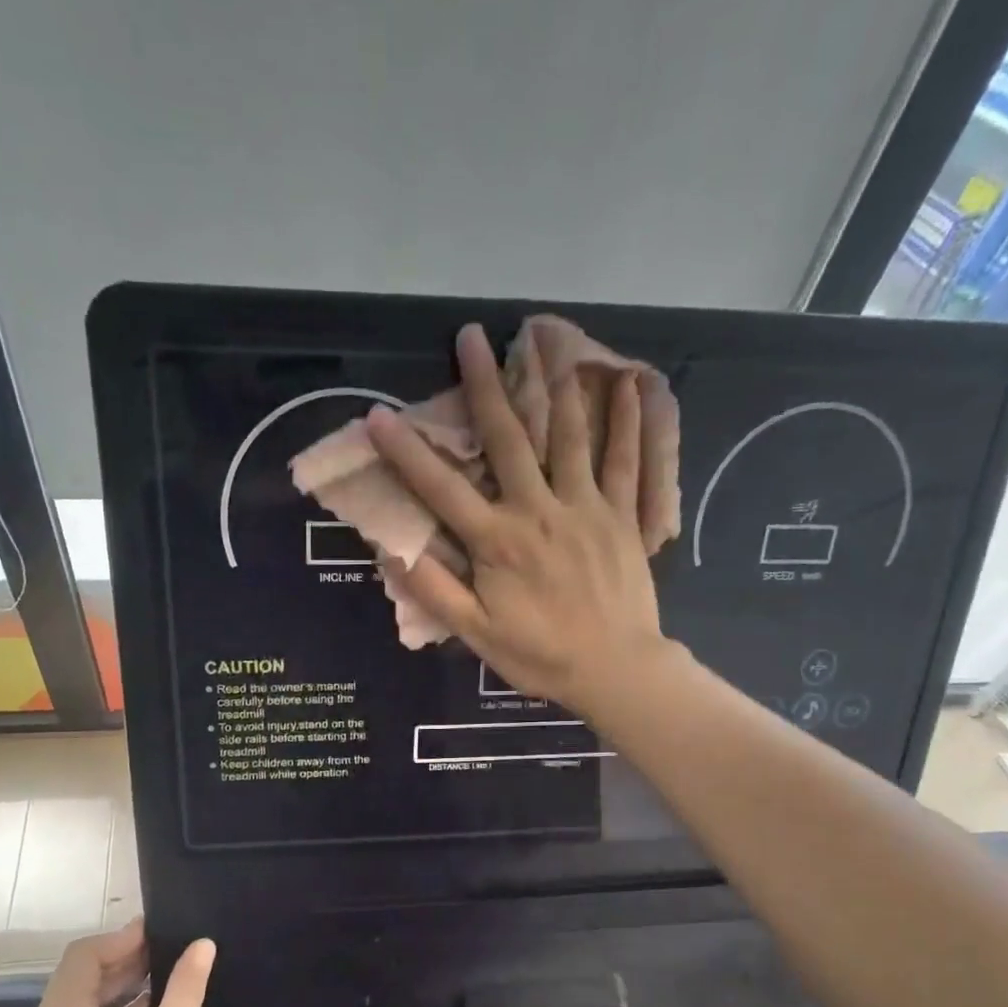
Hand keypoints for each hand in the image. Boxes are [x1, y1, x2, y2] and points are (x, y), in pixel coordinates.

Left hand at [18, 921, 214, 1006]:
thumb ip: (185, 986)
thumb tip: (203, 945)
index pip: (82, 958)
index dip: (120, 940)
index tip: (156, 934)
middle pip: (75, 980)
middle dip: (119, 962)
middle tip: (162, 953)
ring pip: (75, 1006)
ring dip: (114, 988)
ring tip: (158, 978)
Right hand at [365, 323, 669, 720]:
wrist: (616, 670)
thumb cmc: (541, 656)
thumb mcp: (476, 634)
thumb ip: (434, 590)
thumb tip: (391, 550)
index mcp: (497, 541)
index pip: (441, 488)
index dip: (406, 452)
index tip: (378, 414)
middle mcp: (538, 510)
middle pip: (508, 438)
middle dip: (486, 384)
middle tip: (471, 335)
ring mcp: (585, 507)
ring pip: (569, 434)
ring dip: (553, 382)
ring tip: (545, 336)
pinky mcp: (622, 515)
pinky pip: (625, 460)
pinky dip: (628, 421)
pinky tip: (629, 382)